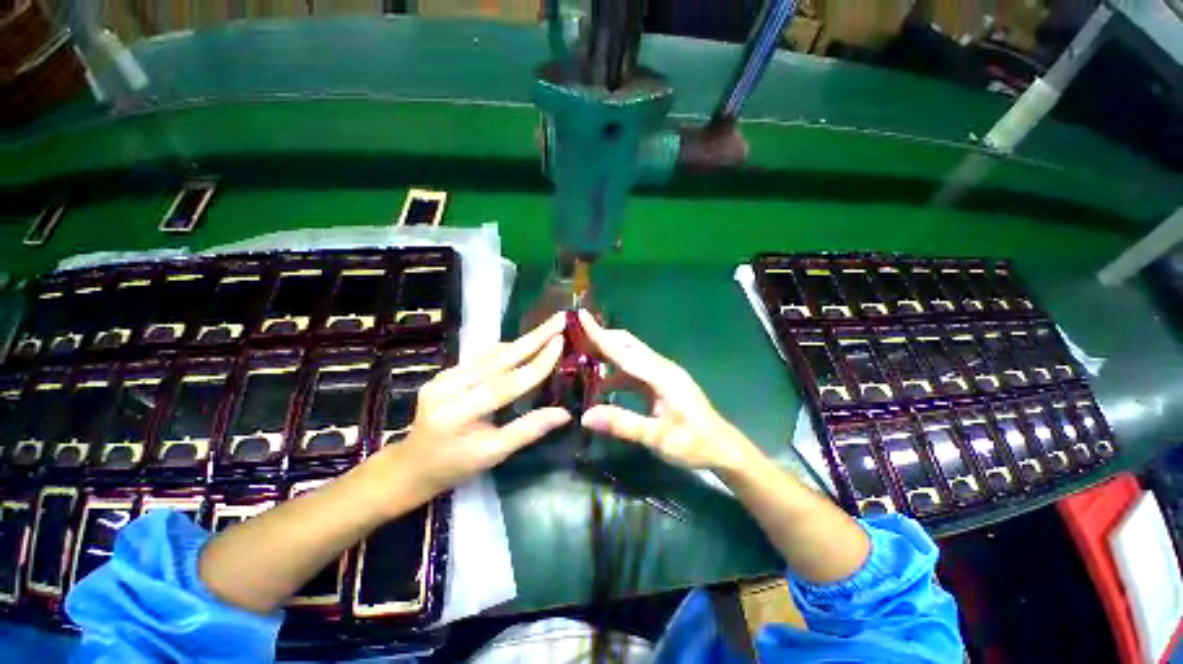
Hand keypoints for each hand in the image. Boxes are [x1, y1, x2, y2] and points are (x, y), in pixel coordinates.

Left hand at [373, 313, 571, 499]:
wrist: (412, 464)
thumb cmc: (455, 466)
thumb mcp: (493, 454)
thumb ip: (527, 430)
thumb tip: (564, 414)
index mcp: (458, 413)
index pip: (506, 384)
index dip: (537, 363)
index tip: (561, 342)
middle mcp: (448, 387)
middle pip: (499, 358)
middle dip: (533, 337)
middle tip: (558, 319)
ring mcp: (444, 376)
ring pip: (492, 354)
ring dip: (522, 341)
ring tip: (548, 329)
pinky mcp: (445, 372)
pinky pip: (483, 358)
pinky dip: (507, 351)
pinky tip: (525, 345)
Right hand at [577, 310, 758, 473]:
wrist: (722, 448)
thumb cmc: (694, 444)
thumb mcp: (658, 438)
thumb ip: (623, 424)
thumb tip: (585, 416)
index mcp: (661, 375)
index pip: (624, 351)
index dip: (601, 335)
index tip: (582, 316)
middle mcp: (660, 368)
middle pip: (627, 344)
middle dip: (602, 337)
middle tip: (574, 335)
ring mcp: (661, 374)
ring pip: (629, 356)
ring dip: (608, 354)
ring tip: (581, 356)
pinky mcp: (660, 383)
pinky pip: (633, 371)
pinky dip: (616, 372)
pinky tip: (601, 384)